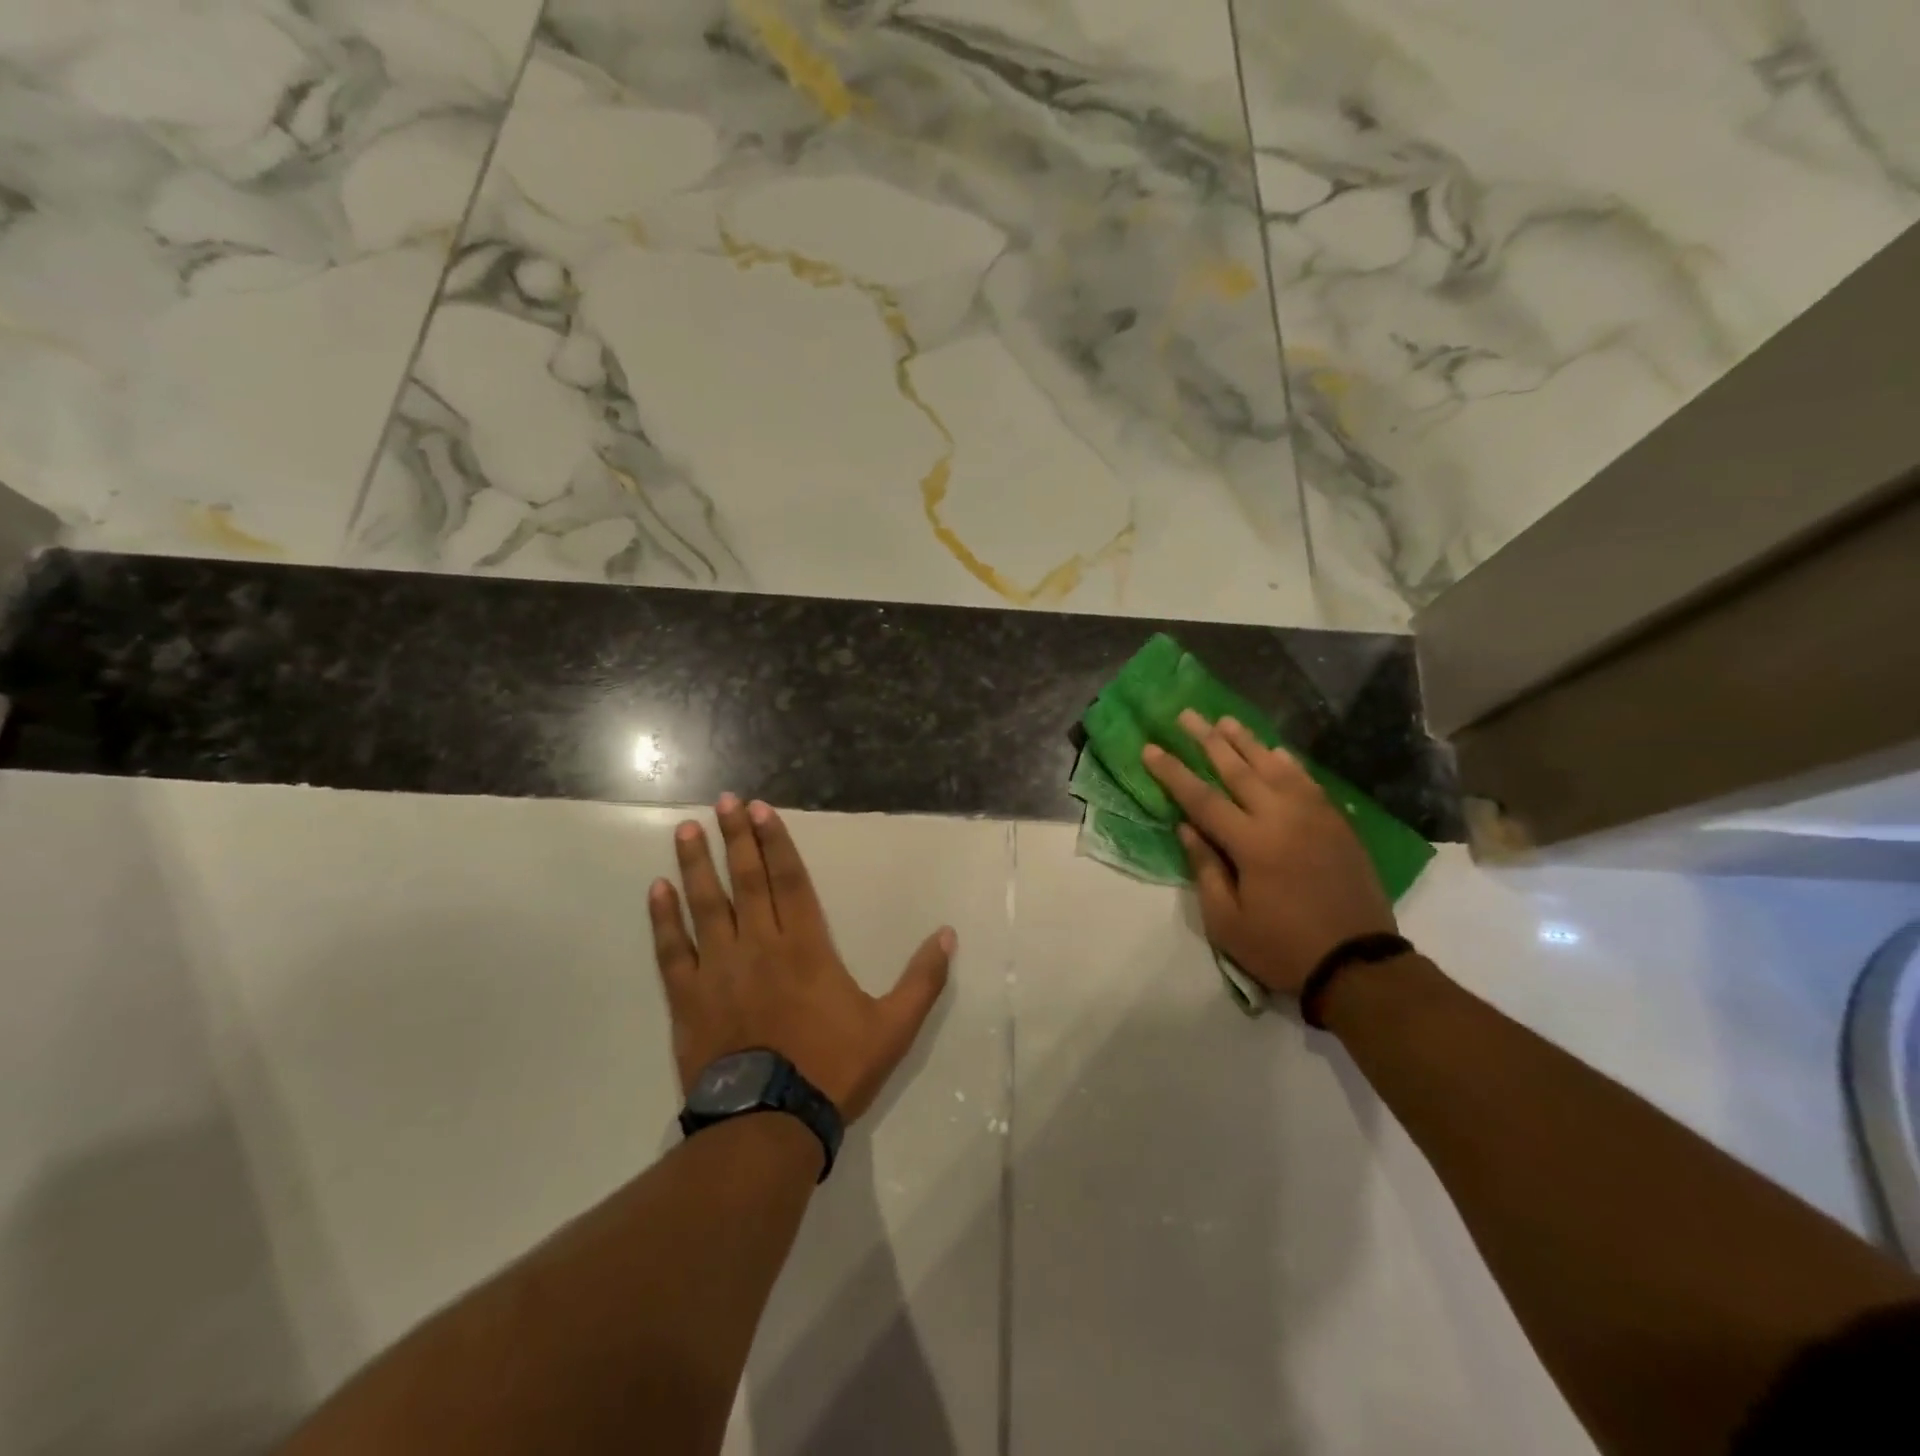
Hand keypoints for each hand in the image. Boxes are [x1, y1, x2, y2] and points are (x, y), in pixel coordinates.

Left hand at [648, 794, 955, 1121]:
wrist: (769, 1126)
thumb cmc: (833, 1070)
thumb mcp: (893, 1027)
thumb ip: (921, 979)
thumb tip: (947, 935)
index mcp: (807, 948)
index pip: (790, 880)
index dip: (776, 842)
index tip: (760, 810)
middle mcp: (760, 946)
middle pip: (747, 881)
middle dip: (736, 838)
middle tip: (723, 800)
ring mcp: (719, 970)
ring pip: (706, 906)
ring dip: (696, 865)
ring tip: (686, 829)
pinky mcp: (689, 999)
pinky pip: (672, 951)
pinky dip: (664, 920)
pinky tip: (657, 891)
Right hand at [1142, 712, 1395, 998]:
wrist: (1357, 964)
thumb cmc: (1281, 947)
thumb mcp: (1226, 921)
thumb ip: (1205, 868)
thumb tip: (1186, 827)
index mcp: (1251, 844)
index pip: (1201, 798)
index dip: (1173, 772)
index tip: (1150, 747)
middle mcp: (1282, 818)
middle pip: (1238, 769)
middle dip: (1208, 740)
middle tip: (1187, 715)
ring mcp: (1315, 817)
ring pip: (1275, 767)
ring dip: (1248, 742)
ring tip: (1225, 720)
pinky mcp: (1337, 824)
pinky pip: (1308, 782)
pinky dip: (1289, 763)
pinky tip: (1277, 751)